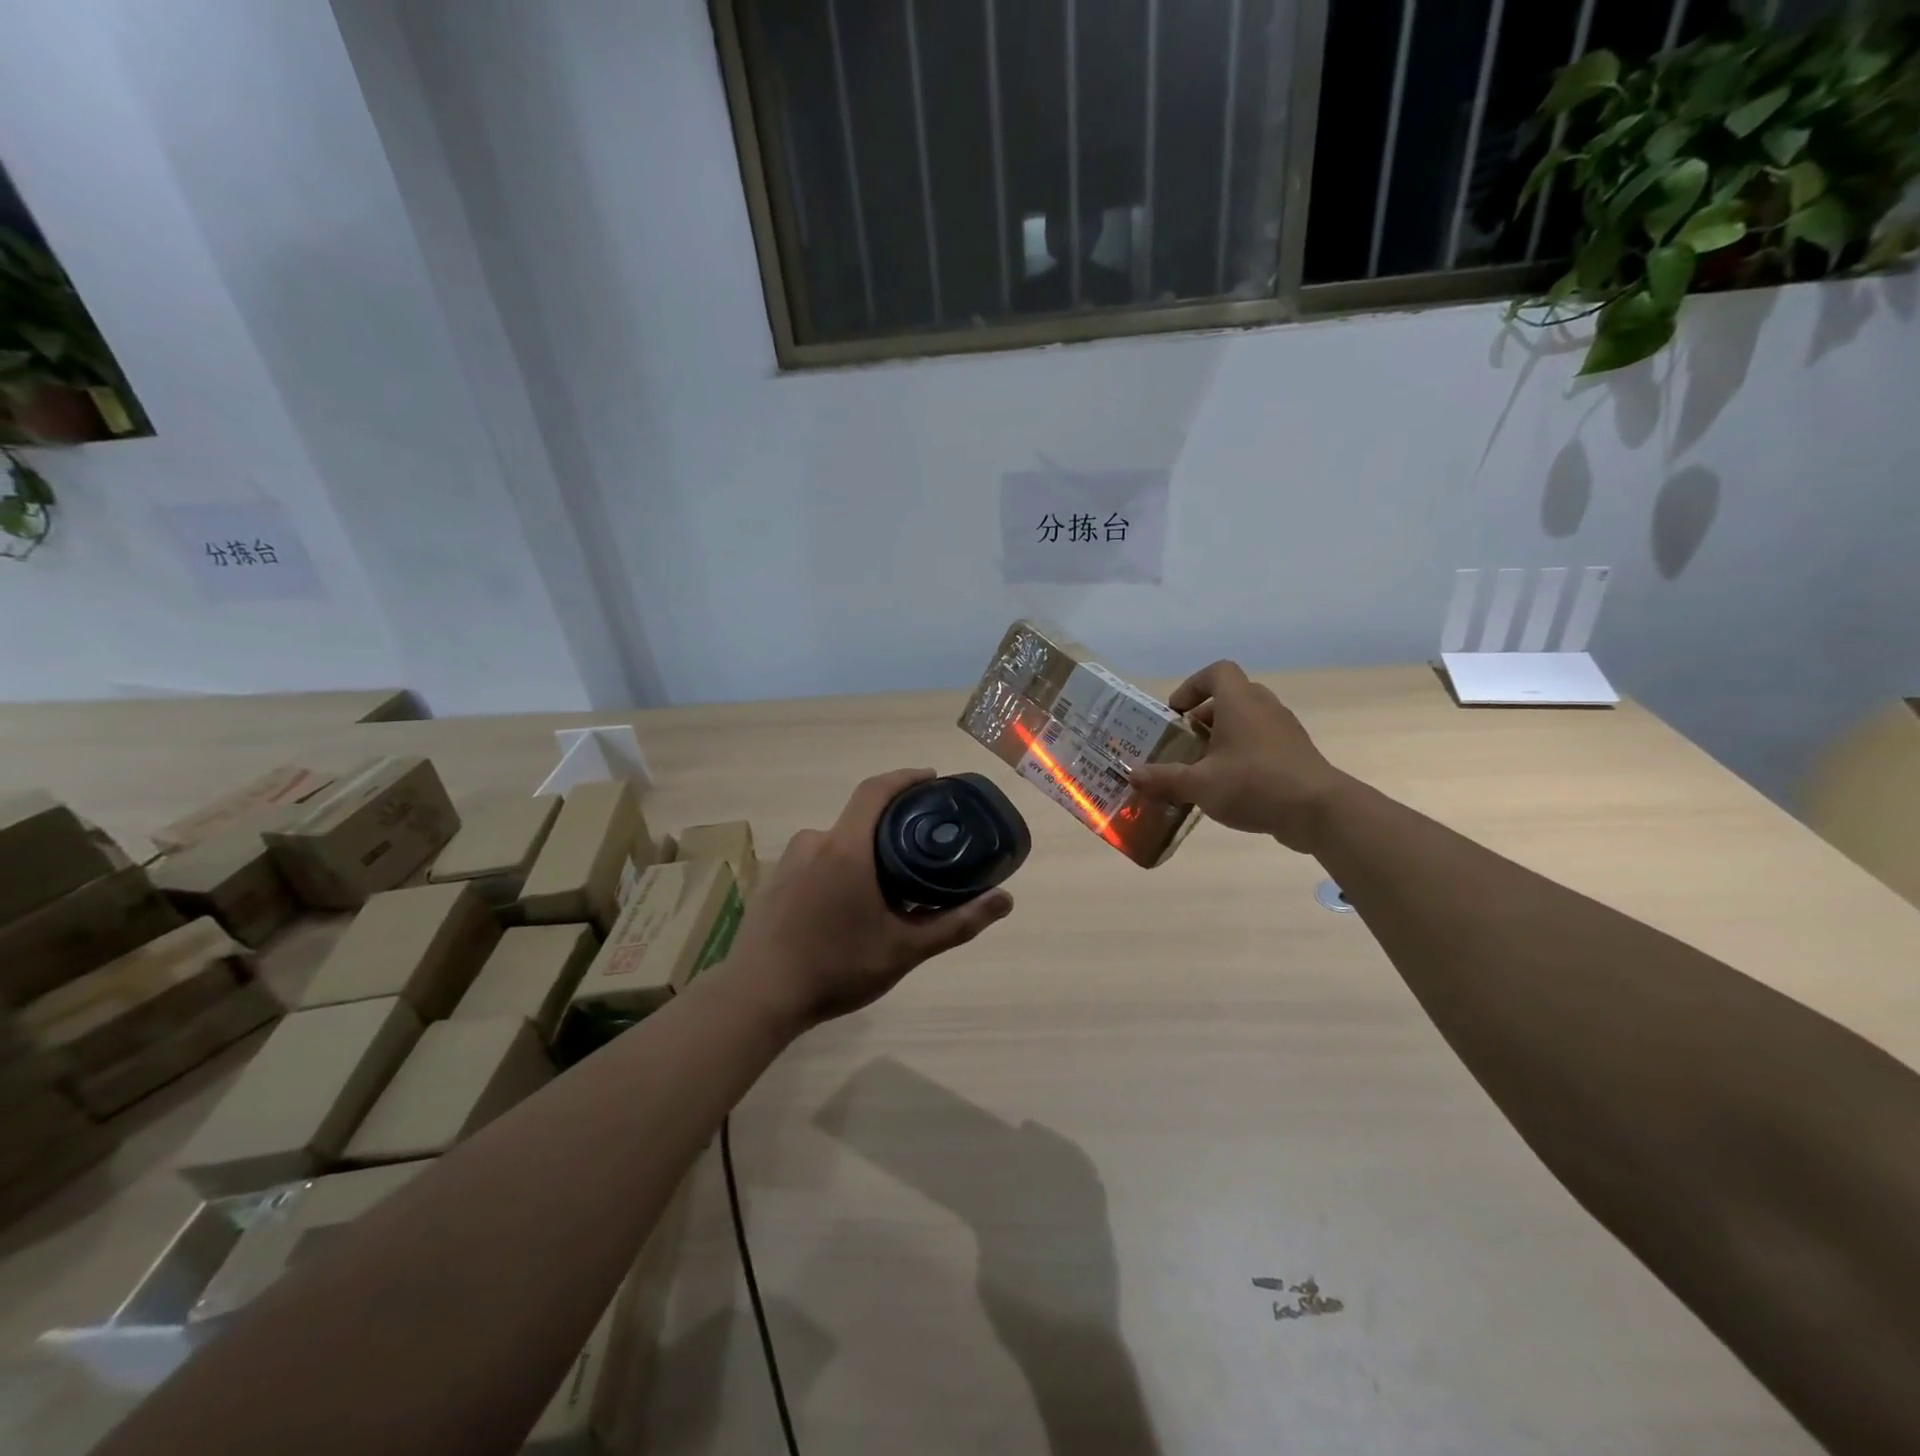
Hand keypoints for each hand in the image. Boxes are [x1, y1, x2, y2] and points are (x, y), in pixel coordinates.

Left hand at [726, 769, 1015, 1027]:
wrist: (759, 997)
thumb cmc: (836, 967)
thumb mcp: (905, 949)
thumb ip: (956, 922)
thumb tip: (1004, 900)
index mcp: (846, 847)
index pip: (876, 790)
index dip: (905, 778)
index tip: (931, 779)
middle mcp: (814, 842)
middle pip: (859, 819)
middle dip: (890, 827)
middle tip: (920, 850)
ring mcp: (789, 861)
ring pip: (837, 843)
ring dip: (864, 854)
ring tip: (888, 888)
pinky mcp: (774, 880)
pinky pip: (816, 860)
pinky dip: (839, 869)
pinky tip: (847, 907)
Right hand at [1128, 661, 1349, 852]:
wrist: (1319, 810)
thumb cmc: (1254, 783)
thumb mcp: (1200, 784)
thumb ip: (1164, 778)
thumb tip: (1133, 775)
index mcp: (1240, 702)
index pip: (1217, 672)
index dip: (1193, 686)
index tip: (1176, 713)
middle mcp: (1263, 707)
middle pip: (1230, 698)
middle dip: (1203, 718)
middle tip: (1184, 745)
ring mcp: (1284, 730)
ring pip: (1247, 722)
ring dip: (1223, 738)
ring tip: (1203, 768)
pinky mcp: (1295, 754)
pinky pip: (1262, 743)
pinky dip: (1243, 755)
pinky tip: (1229, 787)